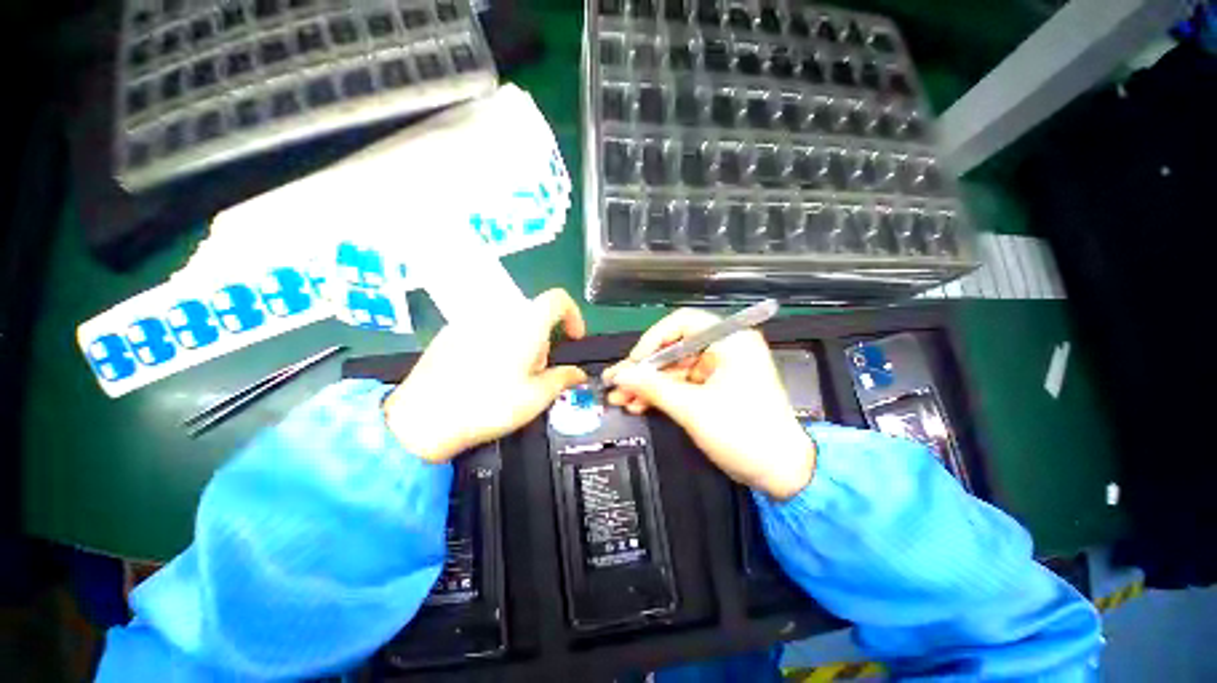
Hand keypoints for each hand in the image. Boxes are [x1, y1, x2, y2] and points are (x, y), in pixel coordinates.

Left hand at [384, 289, 587, 462]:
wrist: (423, 419)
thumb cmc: (489, 406)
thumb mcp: (536, 397)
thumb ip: (563, 379)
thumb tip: (578, 374)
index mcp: (526, 324)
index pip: (558, 299)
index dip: (573, 315)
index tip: (573, 338)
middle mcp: (499, 313)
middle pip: (534, 316)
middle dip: (542, 341)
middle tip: (535, 373)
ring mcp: (471, 320)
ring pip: (510, 324)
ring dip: (520, 344)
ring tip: (507, 377)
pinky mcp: (450, 332)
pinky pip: (486, 330)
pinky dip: (496, 344)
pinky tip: (482, 375)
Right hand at [603, 309, 814, 499]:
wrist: (782, 473)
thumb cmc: (744, 434)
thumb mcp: (693, 409)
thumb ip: (652, 388)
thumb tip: (618, 375)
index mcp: (730, 340)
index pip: (682, 323)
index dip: (653, 339)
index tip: (634, 362)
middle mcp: (725, 348)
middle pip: (674, 348)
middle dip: (645, 369)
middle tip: (617, 383)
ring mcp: (720, 368)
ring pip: (674, 368)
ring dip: (648, 384)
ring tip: (621, 399)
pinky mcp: (715, 387)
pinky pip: (682, 384)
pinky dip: (661, 394)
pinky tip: (639, 404)